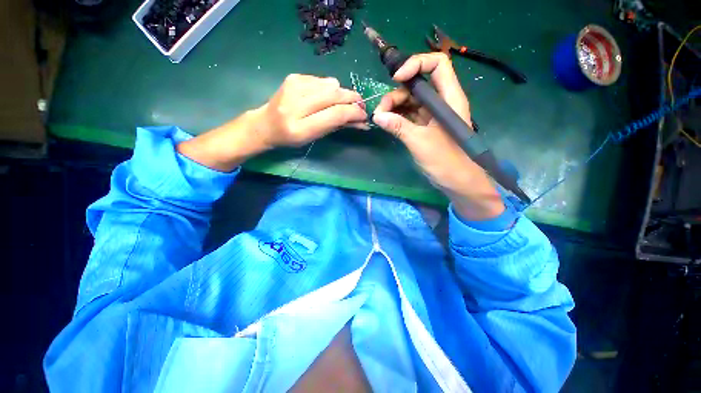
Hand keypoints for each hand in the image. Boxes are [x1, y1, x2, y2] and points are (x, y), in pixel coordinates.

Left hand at [256, 74, 367, 147]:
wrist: (266, 124)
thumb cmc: (292, 137)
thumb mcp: (315, 136)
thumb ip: (338, 126)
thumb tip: (362, 122)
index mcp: (301, 128)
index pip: (335, 114)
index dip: (354, 113)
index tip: (364, 115)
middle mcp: (296, 104)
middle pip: (335, 95)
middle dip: (353, 100)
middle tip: (360, 106)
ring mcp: (293, 86)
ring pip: (331, 84)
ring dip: (342, 94)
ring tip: (341, 103)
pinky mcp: (294, 76)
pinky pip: (323, 79)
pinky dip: (330, 88)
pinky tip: (326, 96)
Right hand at [372, 53, 503, 220]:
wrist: (457, 182)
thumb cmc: (446, 161)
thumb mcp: (420, 142)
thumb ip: (399, 127)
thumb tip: (377, 116)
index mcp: (449, 99)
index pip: (437, 65)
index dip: (416, 64)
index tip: (397, 79)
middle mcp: (441, 103)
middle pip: (417, 85)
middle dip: (396, 94)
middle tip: (380, 111)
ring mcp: (432, 116)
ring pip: (410, 101)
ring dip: (393, 107)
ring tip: (380, 119)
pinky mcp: (425, 127)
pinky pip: (409, 116)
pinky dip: (397, 118)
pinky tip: (386, 123)